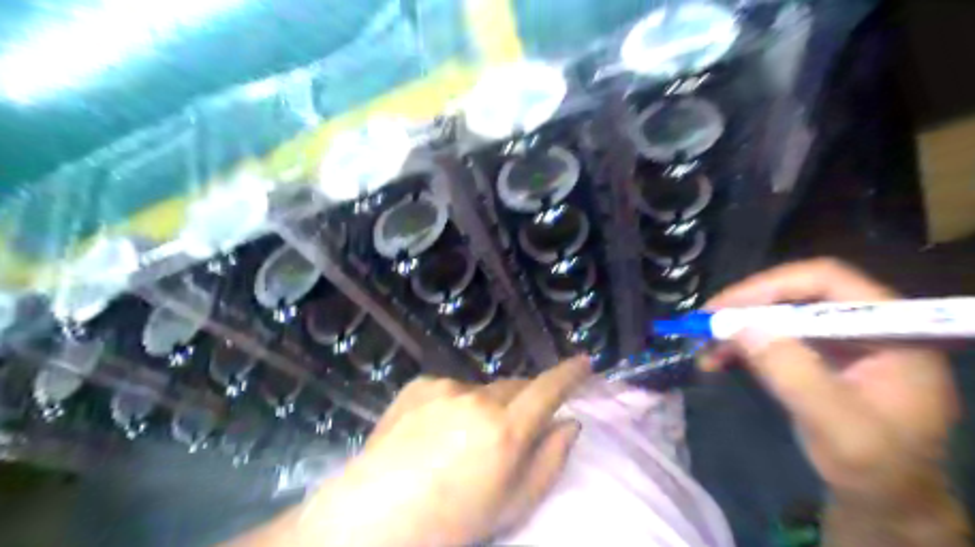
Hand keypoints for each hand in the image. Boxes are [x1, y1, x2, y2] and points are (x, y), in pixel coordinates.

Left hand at [294, 354, 588, 545]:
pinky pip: (451, 388)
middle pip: (515, 386)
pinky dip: (456, 403)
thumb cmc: (454, 520)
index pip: (548, 390)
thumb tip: (568, 422)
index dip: (570, 374)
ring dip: (486, 405)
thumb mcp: (514, 503)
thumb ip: (550, 459)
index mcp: (505, 430)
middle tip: (512, 428)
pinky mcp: (420, 384)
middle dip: (523, 399)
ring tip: (465, 438)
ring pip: (483, 389)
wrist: (377, 513)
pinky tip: (436, 430)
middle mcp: (478, 399)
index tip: (584, 362)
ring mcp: (445, 388)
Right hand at [701, 258, 957, 506]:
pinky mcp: (819, 357)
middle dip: (745, 308)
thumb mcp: (836, 424)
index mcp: (892, 331)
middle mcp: (866, 325)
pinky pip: (774, 338)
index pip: (827, 281)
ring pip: (779, 315)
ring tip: (702, 347)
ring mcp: (841, 341)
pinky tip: (717, 359)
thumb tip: (737, 325)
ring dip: (738, 328)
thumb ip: (791, 372)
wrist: (885, 501)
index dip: (770, 286)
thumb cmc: (875, 468)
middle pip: (797, 294)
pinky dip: (743, 346)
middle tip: (702, 323)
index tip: (723, 307)